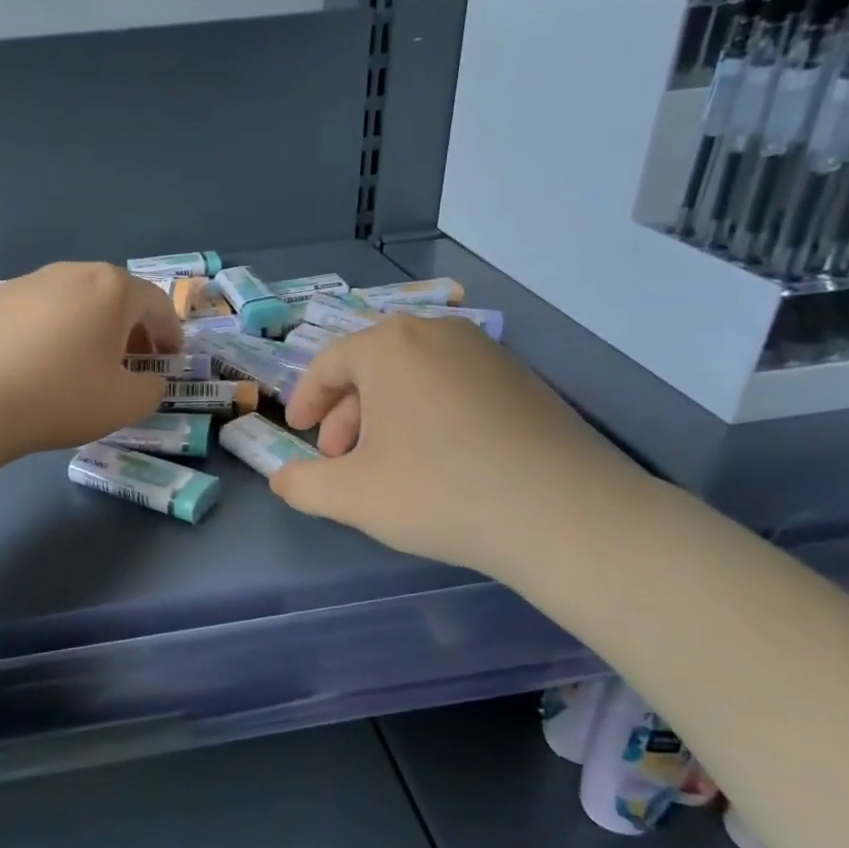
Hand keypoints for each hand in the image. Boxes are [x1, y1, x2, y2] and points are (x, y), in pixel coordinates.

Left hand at [0, 263, 182, 462]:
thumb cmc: (56, 398)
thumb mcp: (123, 405)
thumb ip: (151, 388)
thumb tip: (148, 379)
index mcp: (110, 289)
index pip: (156, 304)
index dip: (170, 334)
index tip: (170, 360)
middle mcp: (69, 273)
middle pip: (112, 296)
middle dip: (128, 328)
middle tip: (130, 362)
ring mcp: (23, 282)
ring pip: (69, 301)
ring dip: (85, 327)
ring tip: (79, 364)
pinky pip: (31, 313)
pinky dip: (44, 332)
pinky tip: (31, 365)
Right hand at [269, 315, 654, 583]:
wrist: (567, 514)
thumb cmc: (440, 492)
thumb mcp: (351, 496)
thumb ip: (301, 484)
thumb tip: (281, 479)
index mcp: (389, 346)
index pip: (328, 364)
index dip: (306, 401)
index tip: (300, 434)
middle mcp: (436, 333)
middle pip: (372, 368)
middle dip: (346, 415)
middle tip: (340, 460)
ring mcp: (486, 352)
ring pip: (414, 377)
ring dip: (386, 417)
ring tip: (387, 465)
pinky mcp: (523, 379)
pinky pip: (454, 387)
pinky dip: (429, 416)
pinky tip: (439, 462)